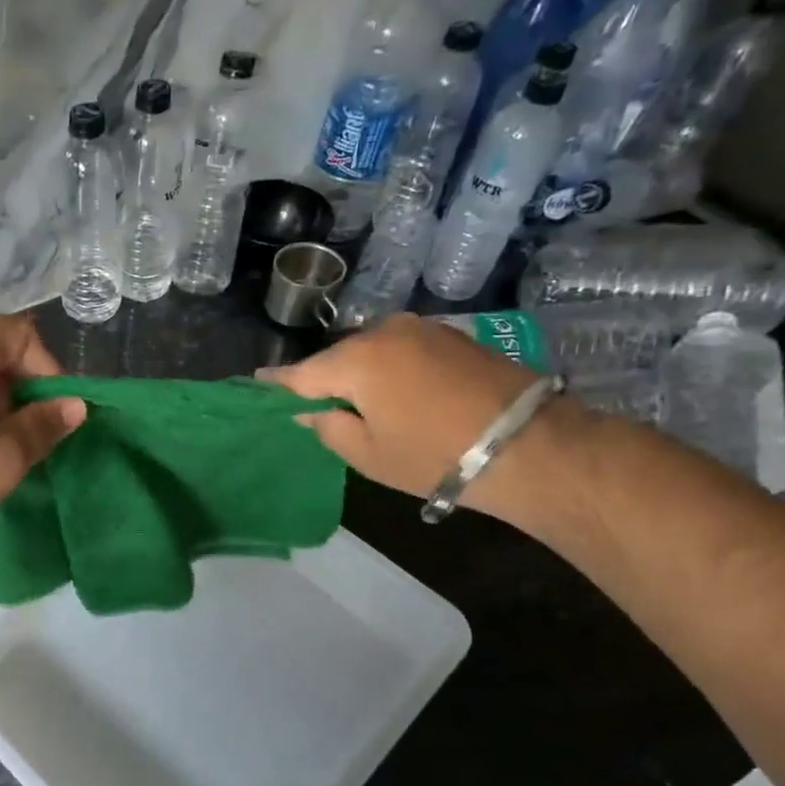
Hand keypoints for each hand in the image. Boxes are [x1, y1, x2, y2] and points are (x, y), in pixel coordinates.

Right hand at [265, 314, 581, 525]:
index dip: (276, 384)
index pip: (300, 373)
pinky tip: (397, 395)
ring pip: (371, 352)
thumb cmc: (434, 455)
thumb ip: (328, 426)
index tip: (253, 386)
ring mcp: (423, 330)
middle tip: (315, 408)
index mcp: (356, 360)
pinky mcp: (452, 337)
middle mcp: (385, 332)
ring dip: (360, 375)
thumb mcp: (368, 454)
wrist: (530, 445)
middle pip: (337, 359)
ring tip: (359, 405)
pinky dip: (390, 370)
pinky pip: (402, 352)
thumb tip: (311, 410)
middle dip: (324, 381)